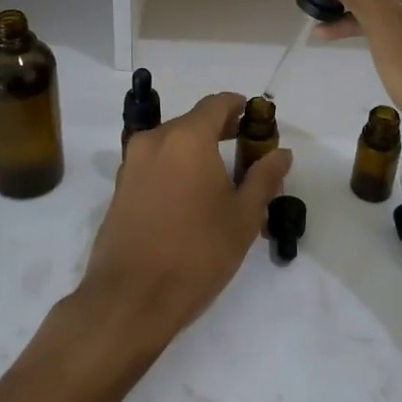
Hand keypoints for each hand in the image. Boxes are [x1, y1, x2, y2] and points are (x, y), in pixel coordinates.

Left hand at [77, 93, 292, 351]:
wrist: (131, 298)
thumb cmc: (197, 252)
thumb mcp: (243, 217)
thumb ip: (264, 177)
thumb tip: (281, 152)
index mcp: (187, 137)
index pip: (217, 103)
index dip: (240, 108)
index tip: (257, 123)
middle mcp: (155, 140)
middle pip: (193, 122)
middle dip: (221, 133)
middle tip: (247, 157)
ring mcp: (132, 163)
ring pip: (172, 144)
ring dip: (197, 153)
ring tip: (222, 184)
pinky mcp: (120, 187)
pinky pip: (155, 165)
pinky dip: (176, 170)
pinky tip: (191, 201)